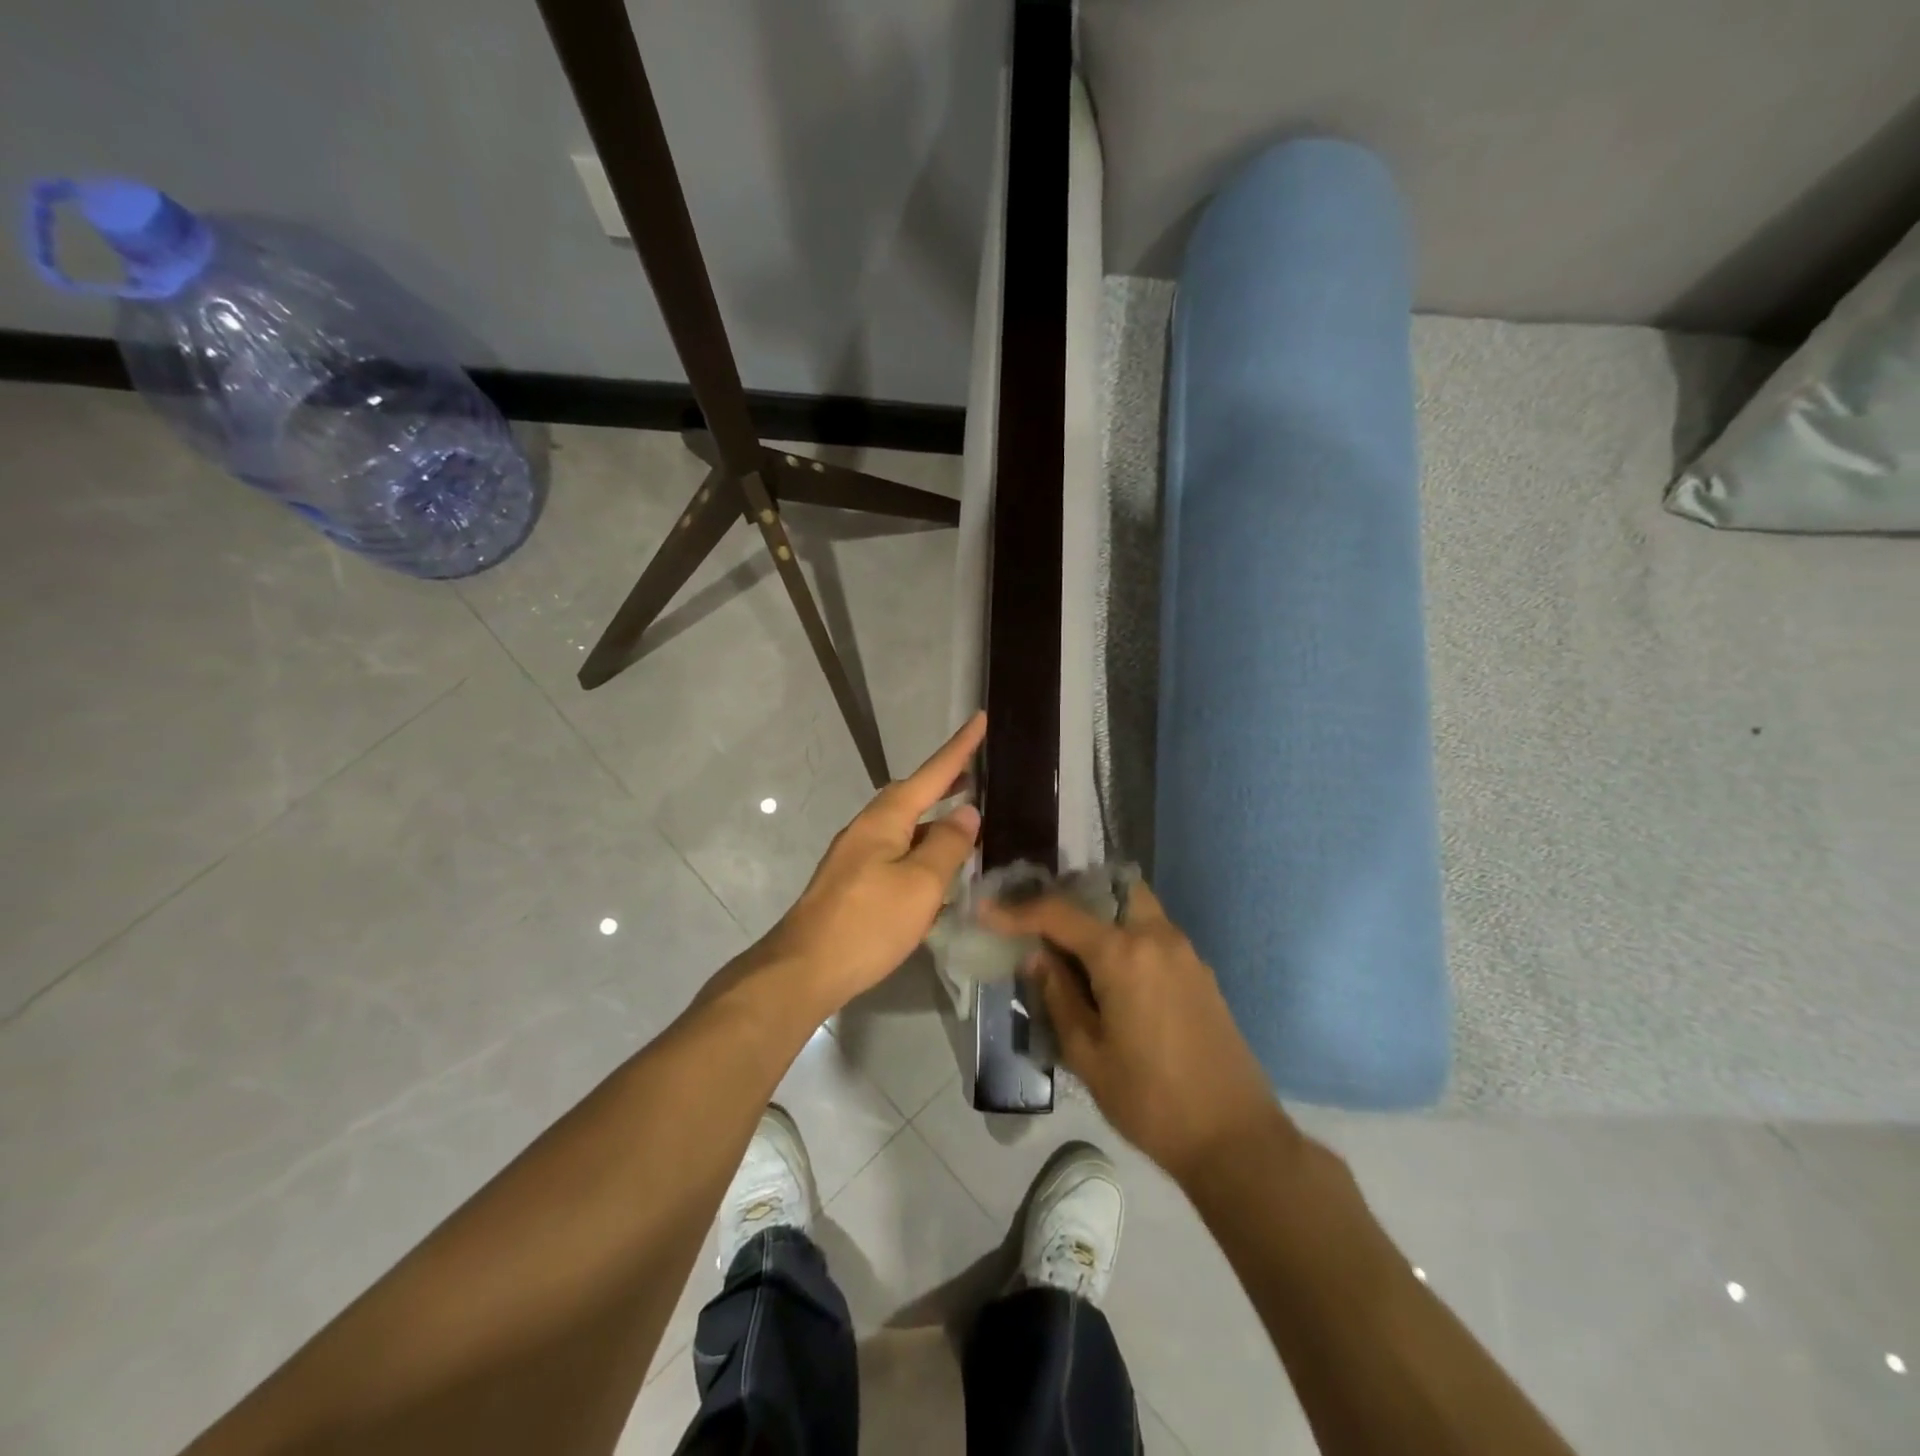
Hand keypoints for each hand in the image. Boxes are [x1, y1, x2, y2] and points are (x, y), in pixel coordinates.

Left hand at [761, 712, 985, 1013]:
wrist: (803, 969)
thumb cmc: (868, 923)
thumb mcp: (920, 884)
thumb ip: (947, 845)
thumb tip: (966, 812)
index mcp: (885, 820)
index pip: (931, 774)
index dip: (959, 749)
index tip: (979, 718)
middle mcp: (867, 829)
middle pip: (912, 796)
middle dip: (943, 783)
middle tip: (975, 775)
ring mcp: (855, 857)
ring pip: (903, 827)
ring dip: (933, 821)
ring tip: (963, 825)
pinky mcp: (851, 883)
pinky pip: (895, 854)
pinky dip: (920, 851)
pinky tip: (934, 874)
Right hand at [983, 882, 1283, 1183]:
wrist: (1235, 1138)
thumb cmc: (1151, 1101)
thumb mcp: (1088, 1054)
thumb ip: (1059, 996)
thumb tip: (1038, 956)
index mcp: (1123, 954)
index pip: (1060, 914)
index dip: (1018, 911)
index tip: (987, 910)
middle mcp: (1157, 937)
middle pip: (1110, 889)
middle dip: (1073, 896)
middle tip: (1042, 920)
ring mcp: (1184, 952)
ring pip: (1135, 908)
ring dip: (1102, 915)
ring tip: (1070, 946)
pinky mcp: (1199, 972)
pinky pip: (1154, 934)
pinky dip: (1126, 935)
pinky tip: (1108, 973)